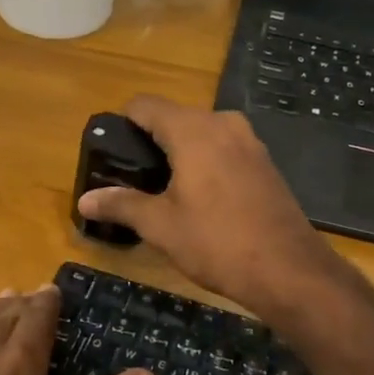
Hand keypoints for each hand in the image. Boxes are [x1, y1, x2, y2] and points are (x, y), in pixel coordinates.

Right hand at [75, 95, 340, 316]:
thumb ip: (121, 205)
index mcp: (193, 130)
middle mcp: (223, 123)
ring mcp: (250, 141)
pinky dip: (207, 162)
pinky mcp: (265, 162)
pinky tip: (202, 198)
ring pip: (202, 133)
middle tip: (133, 179)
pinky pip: (225, 149)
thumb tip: (84, 201)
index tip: (112, 153)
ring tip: (164, 191)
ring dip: (181, 153)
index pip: (145, 105)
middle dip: (151, 142)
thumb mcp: (161, 226)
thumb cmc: (217, 242)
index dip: (123, 123)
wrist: (288, 269)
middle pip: (174, 117)